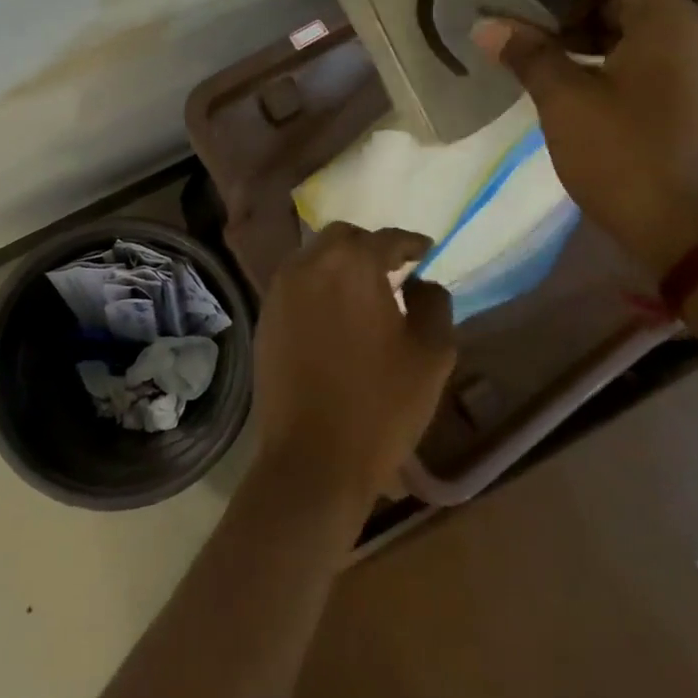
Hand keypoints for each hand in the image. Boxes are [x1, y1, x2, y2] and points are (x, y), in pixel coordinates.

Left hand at [252, 223, 455, 507]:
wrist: (312, 459)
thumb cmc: (381, 405)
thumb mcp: (432, 354)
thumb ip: (434, 302)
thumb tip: (420, 282)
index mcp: (354, 264)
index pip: (389, 239)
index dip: (412, 245)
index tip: (426, 254)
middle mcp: (310, 264)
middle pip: (344, 238)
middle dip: (370, 248)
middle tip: (392, 271)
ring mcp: (280, 290)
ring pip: (314, 258)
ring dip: (340, 265)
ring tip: (362, 293)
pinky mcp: (264, 317)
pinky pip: (295, 286)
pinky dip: (317, 287)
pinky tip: (333, 315)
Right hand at [472, 0, 697, 272]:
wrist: (683, 231)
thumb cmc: (622, 156)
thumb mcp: (565, 100)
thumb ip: (527, 53)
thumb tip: (486, 26)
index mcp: (670, 20)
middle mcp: (694, 30)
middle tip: (521, 16)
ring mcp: (697, 63)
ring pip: (636, 24)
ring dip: (585, 27)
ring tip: (534, 44)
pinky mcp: (691, 92)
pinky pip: (647, 53)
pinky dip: (606, 52)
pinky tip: (565, 72)